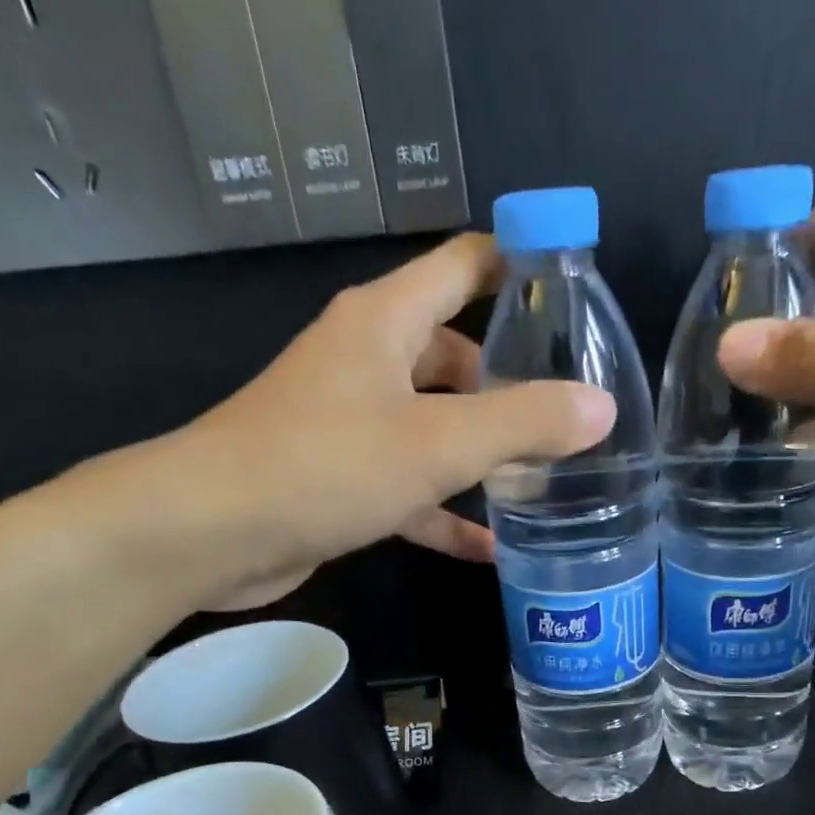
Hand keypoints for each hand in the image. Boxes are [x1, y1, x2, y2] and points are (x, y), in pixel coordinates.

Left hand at [151, 233, 615, 601]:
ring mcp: (353, 424)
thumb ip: (523, 423)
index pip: (464, 265)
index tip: (574, 296)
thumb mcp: (438, 442)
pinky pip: (412, 487)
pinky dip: (448, 513)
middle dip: (511, 384)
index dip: (519, 268)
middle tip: (569, 417)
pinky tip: (491, 548)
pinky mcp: (343, 480)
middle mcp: (369, 362)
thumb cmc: (325, 466)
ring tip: (543, 483)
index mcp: (386, 323)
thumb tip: (601, 408)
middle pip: (456, 356)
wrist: (213, 532)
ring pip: (436, 427)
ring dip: (483, 455)